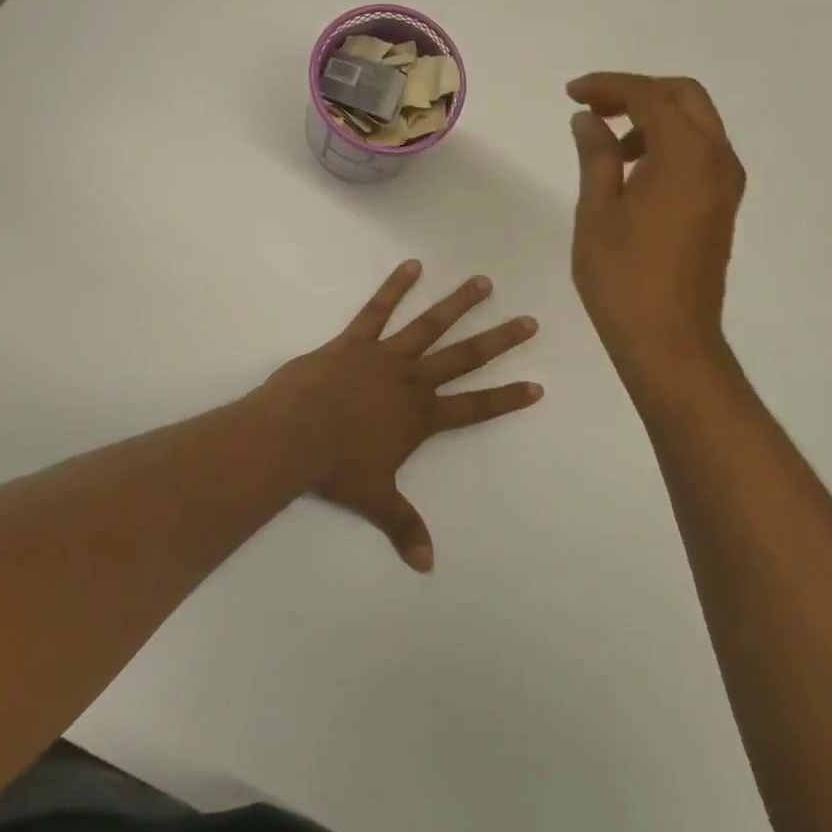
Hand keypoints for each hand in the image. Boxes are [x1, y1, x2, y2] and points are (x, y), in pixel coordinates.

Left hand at [261, 262, 542, 571]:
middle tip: (528, 321)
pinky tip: (412, 265)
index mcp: (421, 416)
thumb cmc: (336, 467)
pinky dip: (395, 286)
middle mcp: (412, 381)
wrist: (294, 434)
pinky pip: (378, 310)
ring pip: (429, 325)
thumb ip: (403, 526)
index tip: (538, 386)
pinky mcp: (355, 341)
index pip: (475, 408)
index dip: (507, 398)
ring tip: (483, 282)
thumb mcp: (374, 499)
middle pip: (464, 357)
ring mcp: (385, 356)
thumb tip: (426, 566)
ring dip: (458, 303)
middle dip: (499, 341)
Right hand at [567, 73, 745, 370]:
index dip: (608, 86)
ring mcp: (725, 184)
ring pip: (696, 124)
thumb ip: (596, 155)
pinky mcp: (722, 206)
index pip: (650, 96)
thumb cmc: (623, 277)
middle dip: (637, 92)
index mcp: (686, 155)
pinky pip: (700, 153)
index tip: (571, 94)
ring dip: (654, 118)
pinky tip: (633, 170)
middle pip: (684, 97)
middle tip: (593, 108)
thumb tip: (588, 119)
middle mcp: (717, 159)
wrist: (669, 339)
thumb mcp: (598, 211)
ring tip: (609, 144)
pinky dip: (668, 143)